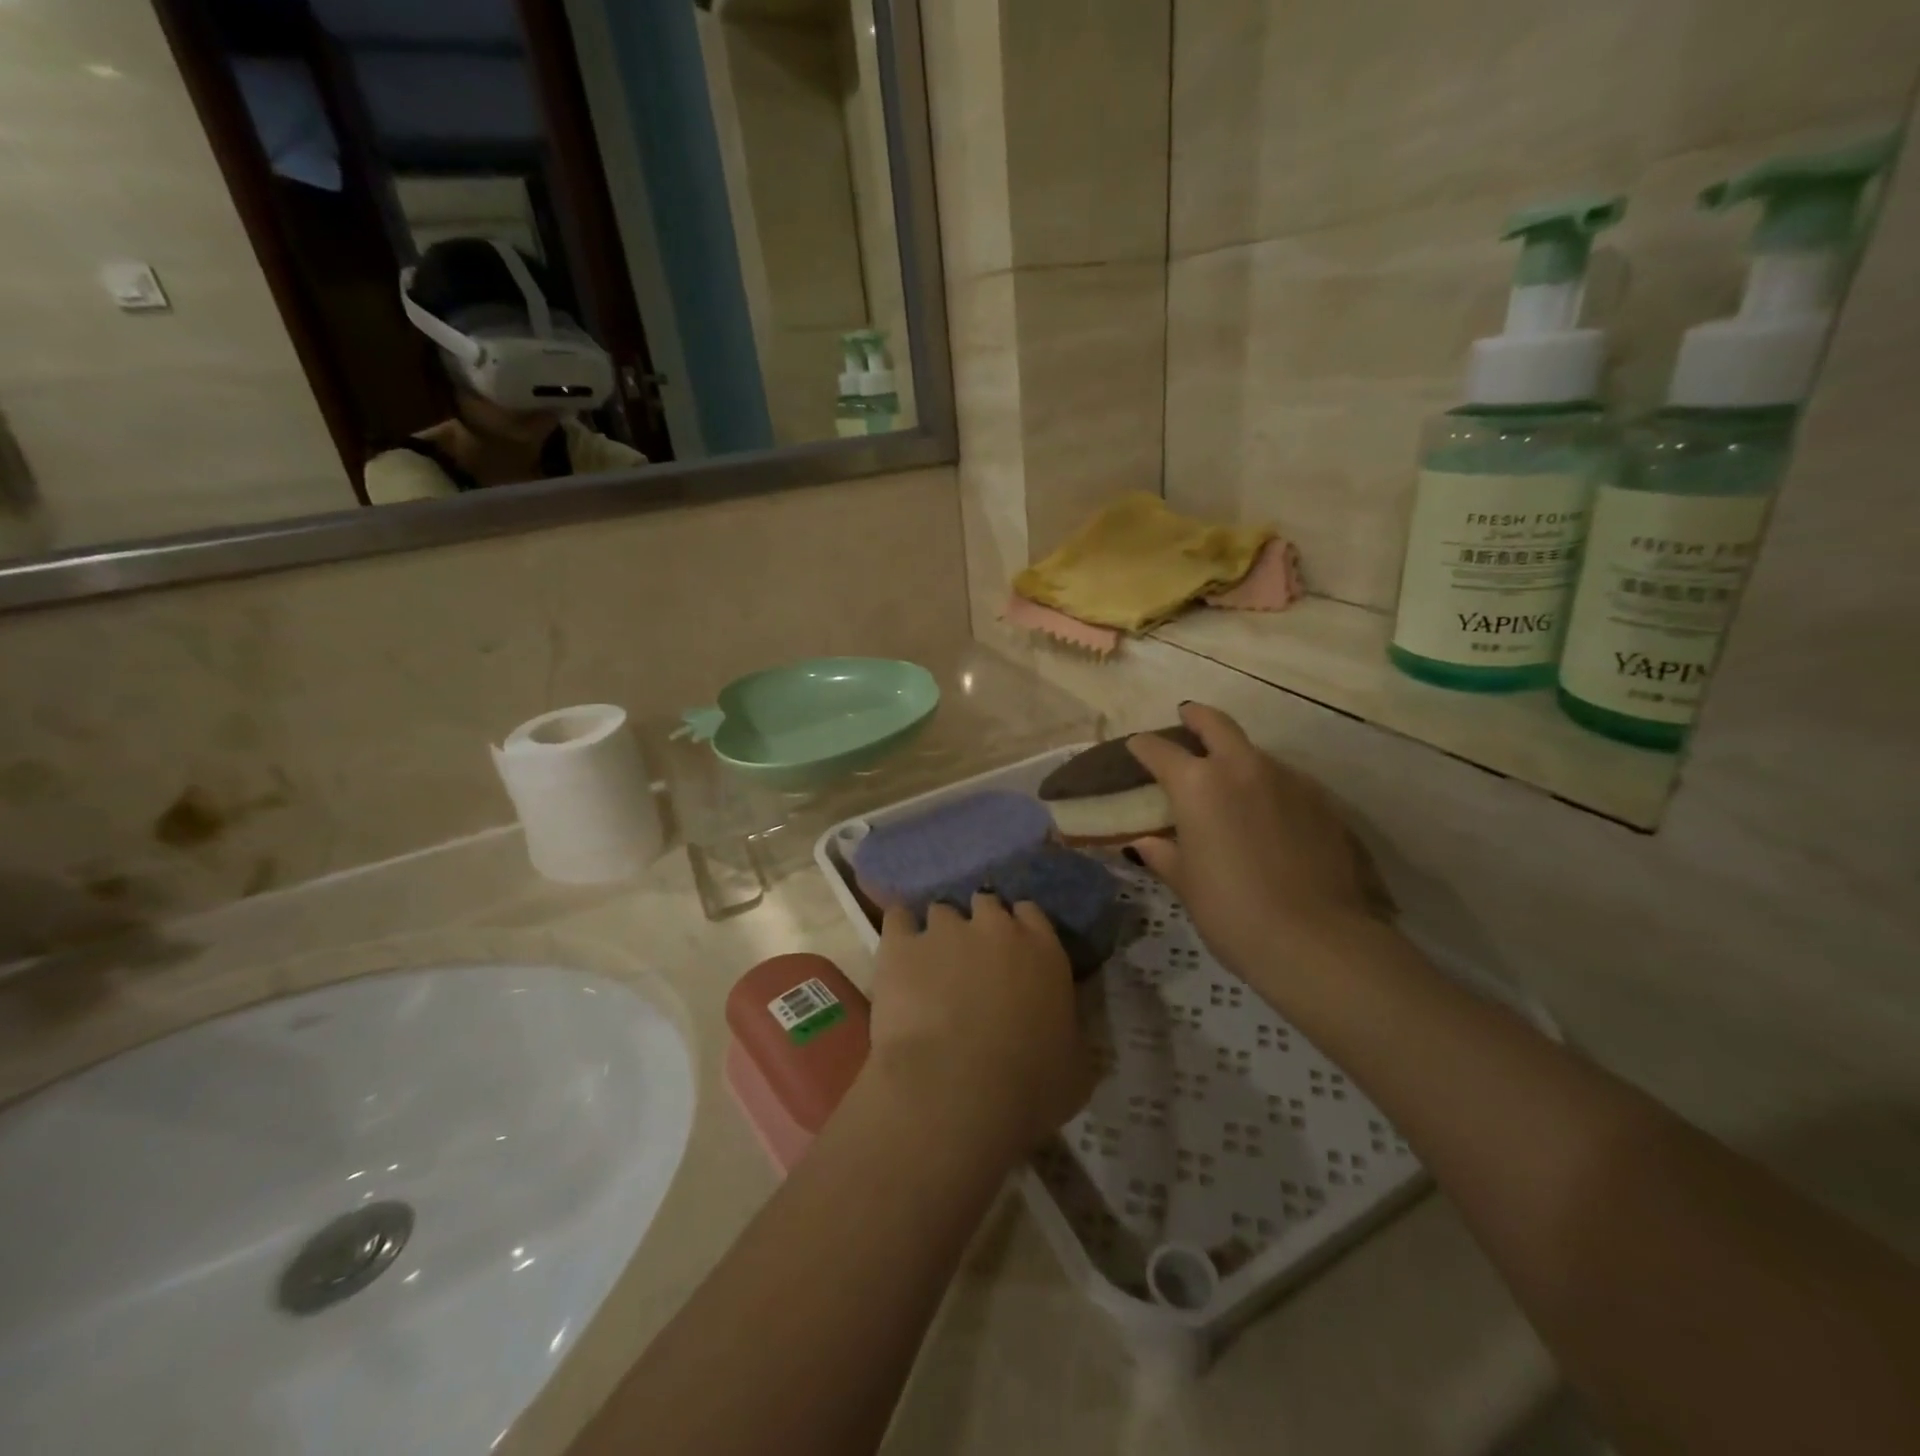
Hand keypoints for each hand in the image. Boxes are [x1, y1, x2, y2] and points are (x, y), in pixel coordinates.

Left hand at [864, 896, 1094, 1161]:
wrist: (956, 1090)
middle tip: (971, 958)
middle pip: (986, 903)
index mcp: (1043, 950)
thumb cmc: (1029, 1086)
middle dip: (979, 925)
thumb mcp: (1076, 1068)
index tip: (1013, 951)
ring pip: (942, 911)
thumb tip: (1070, 1034)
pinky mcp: (901, 944)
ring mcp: (945, 930)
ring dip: (940, 932)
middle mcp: (995, 927)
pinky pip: (898, 919)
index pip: (1032, 914)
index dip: (1020, 928)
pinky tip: (897, 954)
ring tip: (931, 962)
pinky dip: (899, 931)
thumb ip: (1073, 1036)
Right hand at [1125, 704, 1391, 992]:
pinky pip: (1285, 780)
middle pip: (1216, 724)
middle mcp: (1242, 768)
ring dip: (1236, 755)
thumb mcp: (1186, 883)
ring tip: (1229, 779)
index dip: (1144, 746)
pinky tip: (1267, 812)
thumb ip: (1164, 854)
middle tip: (1186, 717)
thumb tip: (1147, 842)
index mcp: (1197, 784)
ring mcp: (1288, 779)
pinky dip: (1267, 784)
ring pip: (1254, 752)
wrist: (1316, 940)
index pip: (1160, 750)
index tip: (1136, 746)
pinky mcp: (1322, 800)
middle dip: (1196, 717)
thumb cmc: (1231, 911)